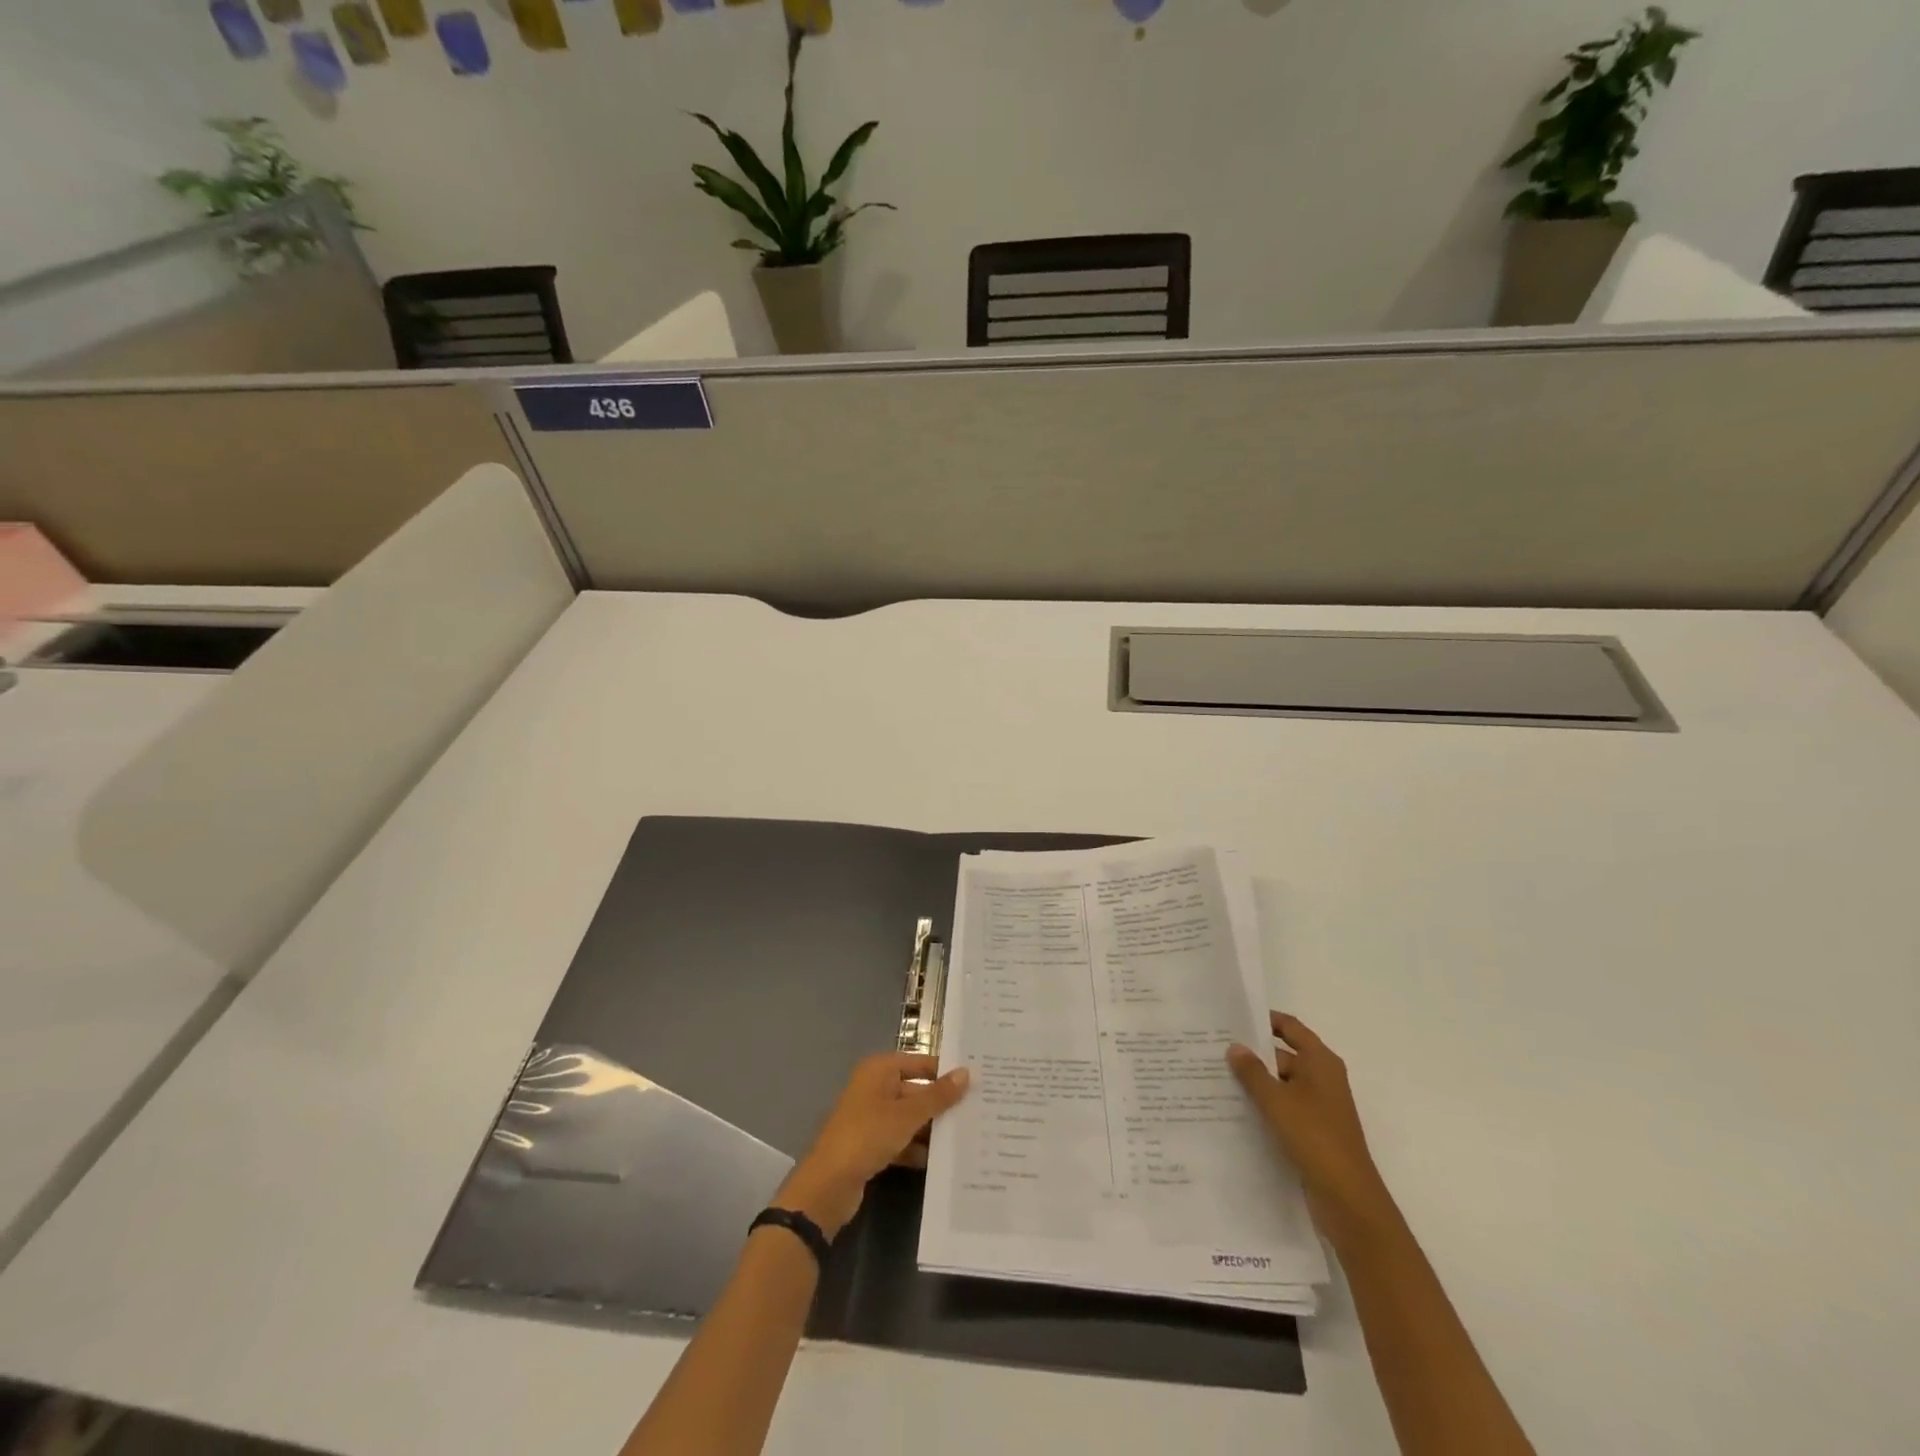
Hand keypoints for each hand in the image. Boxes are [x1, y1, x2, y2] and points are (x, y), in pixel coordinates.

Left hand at [775, 1053, 968, 1238]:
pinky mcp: (871, 1145)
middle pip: (916, 1090)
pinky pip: (901, 1139)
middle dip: (942, 1104)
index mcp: (879, 1070)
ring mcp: (871, 1117)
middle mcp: (875, 1088)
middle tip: (978, 1112)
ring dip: (932, 1128)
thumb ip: (937, 1096)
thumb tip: (967, 1073)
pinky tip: (941, 1160)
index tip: (977, 1081)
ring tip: (967, 1137)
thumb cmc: (867, 1136)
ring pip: (910, 1117)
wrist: (828, 1186)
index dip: (946, 1072)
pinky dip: (917, 1148)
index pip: (921, 1063)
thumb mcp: (907, 1115)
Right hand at [1228, 1012, 1396, 1247]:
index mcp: (1320, 1062)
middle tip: (1212, 1051)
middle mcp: (1321, 1078)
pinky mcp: (1312, 1131)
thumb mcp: (1277, 1101)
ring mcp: (1318, 1106)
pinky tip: (1234, 1109)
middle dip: (1251, 1054)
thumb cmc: (1315, 1138)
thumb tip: (1234, 1047)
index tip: (1232, 1017)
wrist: (1348, 1200)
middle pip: (1282, 1055)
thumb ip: (1253, 1072)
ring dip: (1255, 1083)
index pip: (1290, 1027)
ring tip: (1215, 1078)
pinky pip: (1282, 1108)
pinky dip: (1263, 1106)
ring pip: (1280, 1084)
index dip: (1263, 1020)